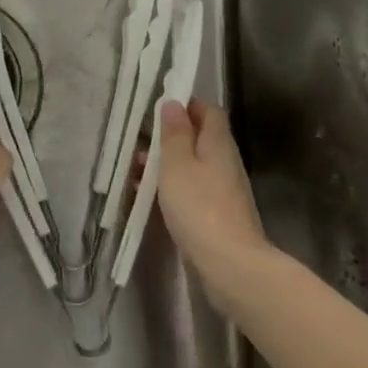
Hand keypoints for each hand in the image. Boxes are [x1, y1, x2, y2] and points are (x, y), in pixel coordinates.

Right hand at [155, 99, 274, 313]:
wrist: (230, 263)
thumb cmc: (199, 207)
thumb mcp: (177, 165)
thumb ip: (174, 133)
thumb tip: (174, 103)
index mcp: (218, 142)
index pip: (208, 111)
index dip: (186, 105)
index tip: (158, 110)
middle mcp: (225, 161)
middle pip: (200, 137)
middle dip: (170, 136)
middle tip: (140, 143)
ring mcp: (224, 188)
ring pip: (194, 164)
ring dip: (168, 164)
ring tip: (137, 171)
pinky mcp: (218, 212)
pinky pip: (193, 188)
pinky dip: (173, 186)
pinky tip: (150, 196)